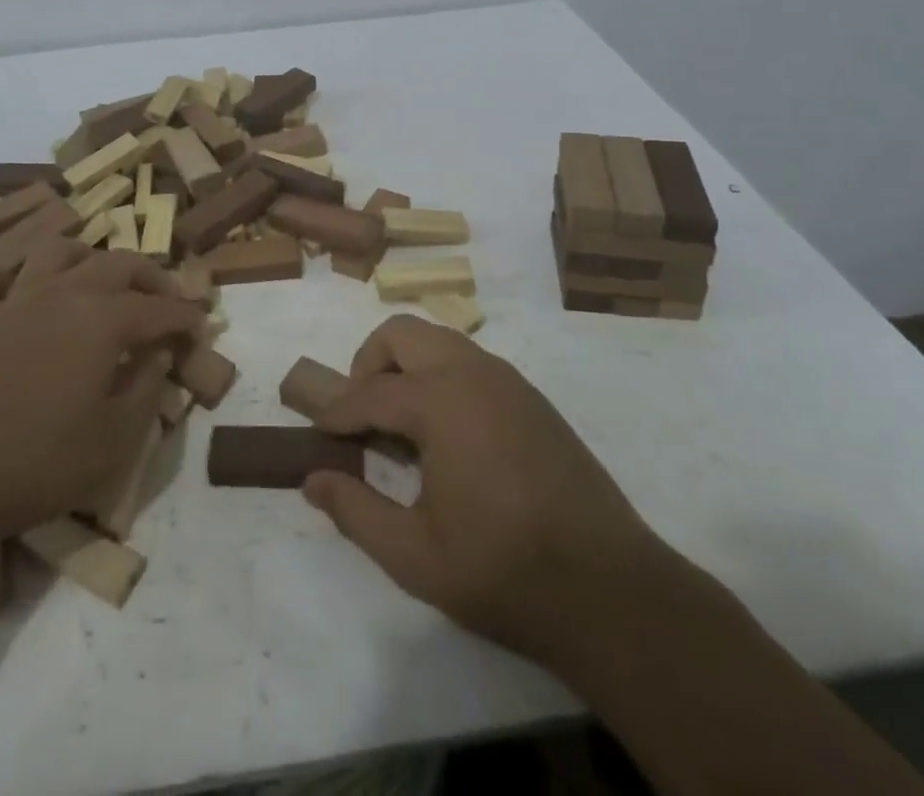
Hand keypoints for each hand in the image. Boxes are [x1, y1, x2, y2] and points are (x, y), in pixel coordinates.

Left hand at [0, 239, 204, 553]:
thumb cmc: (37, 463)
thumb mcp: (115, 440)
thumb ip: (147, 387)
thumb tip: (158, 352)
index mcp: (104, 320)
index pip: (161, 309)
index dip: (188, 318)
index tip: (203, 328)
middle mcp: (64, 293)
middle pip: (119, 264)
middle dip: (152, 277)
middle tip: (168, 301)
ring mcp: (15, 300)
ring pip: (60, 252)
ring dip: (91, 257)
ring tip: (104, 279)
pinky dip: (10, 261)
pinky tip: (25, 272)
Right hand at [303, 316, 668, 672]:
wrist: (610, 589)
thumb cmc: (504, 570)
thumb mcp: (415, 556)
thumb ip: (356, 512)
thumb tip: (313, 479)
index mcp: (440, 401)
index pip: (369, 392)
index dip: (337, 413)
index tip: (318, 433)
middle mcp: (472, 372)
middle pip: (401, 333)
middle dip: (369, 363)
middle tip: (361, 413)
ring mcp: (507, 380)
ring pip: (438, 340)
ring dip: (407, 365)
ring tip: (400, 422)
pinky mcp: (532, 397)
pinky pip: (470, 362)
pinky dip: (442, 376)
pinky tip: (448, 432)